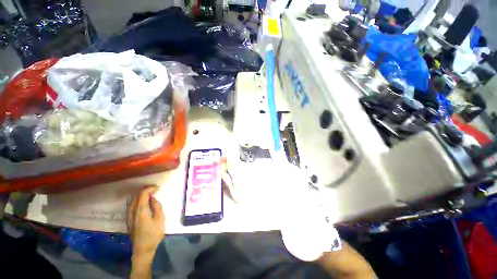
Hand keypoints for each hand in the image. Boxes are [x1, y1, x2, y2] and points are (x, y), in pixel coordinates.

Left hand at [128, 186, 164, 256]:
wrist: (143, 249)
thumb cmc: (154, 234)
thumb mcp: (160, 219)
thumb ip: (157, 206)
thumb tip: (153, 198)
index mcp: (141, 210)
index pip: (143, 194)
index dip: (150, 188)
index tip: (158, 188)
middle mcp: (133, 211)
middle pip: (137, 196)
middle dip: (145, 191)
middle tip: (155, 190)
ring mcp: (129, 216)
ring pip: (133, 201)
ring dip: (141, 196)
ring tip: (150, 195)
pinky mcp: (129, 220)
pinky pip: (132, 206)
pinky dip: (138, 201)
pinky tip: (143, 203)